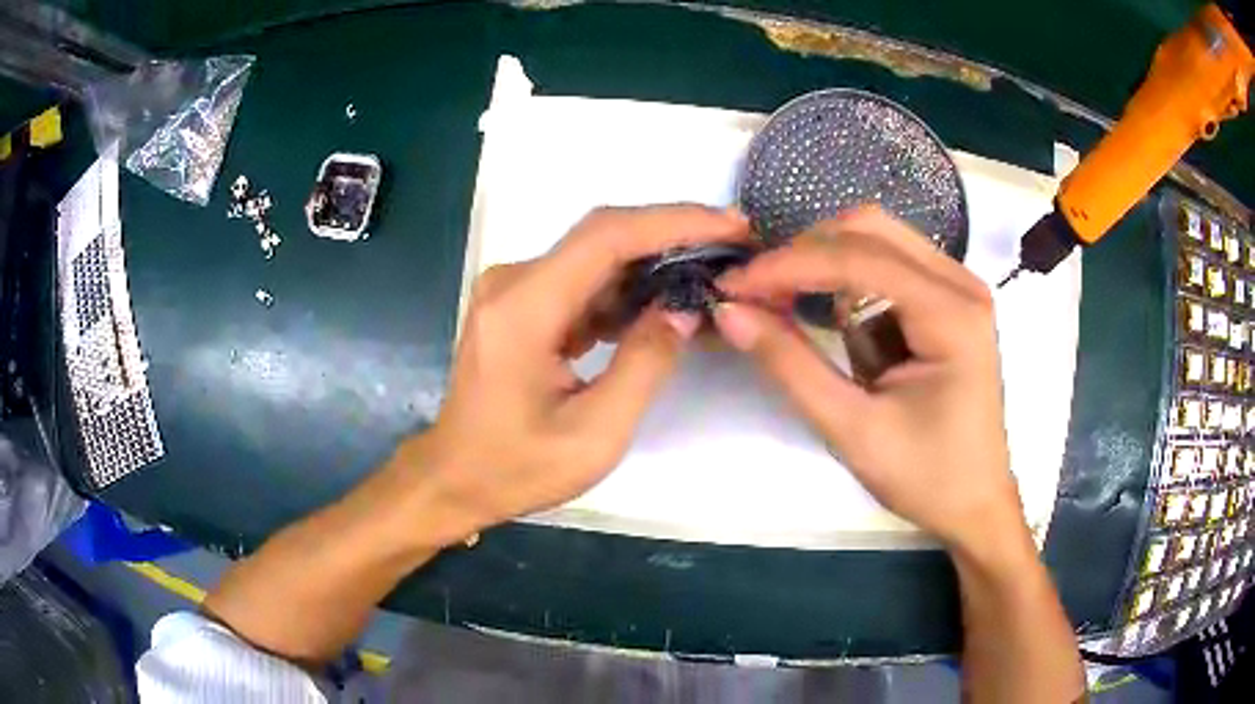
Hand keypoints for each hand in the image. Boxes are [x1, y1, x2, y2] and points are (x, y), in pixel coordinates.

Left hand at [406, 205, 748, 544]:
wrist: (455, 478)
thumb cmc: (516, 468)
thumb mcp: (594, 434)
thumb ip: (644, 365)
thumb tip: (684, 312)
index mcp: (524, 308)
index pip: (607, 237)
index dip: (675, 222)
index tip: (731, 226)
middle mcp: (513, 282)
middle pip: (603, 236)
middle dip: (673, 234)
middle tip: (733, 245)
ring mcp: (514, 290)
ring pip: (596, 257)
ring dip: (653, 261)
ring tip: (711, 272)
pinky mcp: (521, 305)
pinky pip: (582, 282)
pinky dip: (626, 288)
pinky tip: (664, 302)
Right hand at [713, 206, 1022, 551]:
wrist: (975, 502)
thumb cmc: (925, 476)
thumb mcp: (851, 429)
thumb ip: (791, 365)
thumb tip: (730, 312)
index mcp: (951, 315)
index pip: (859, 259)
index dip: (788, 265)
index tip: (733, 286)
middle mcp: (961, 283)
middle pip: (870, 229)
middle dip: (808, 254)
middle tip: (760, 293)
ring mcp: (958, 287)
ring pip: (877, 240)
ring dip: (828, 268)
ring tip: (790, 310)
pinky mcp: (949, 300)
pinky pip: (889, 266)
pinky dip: (851, 286)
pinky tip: (839, 325)